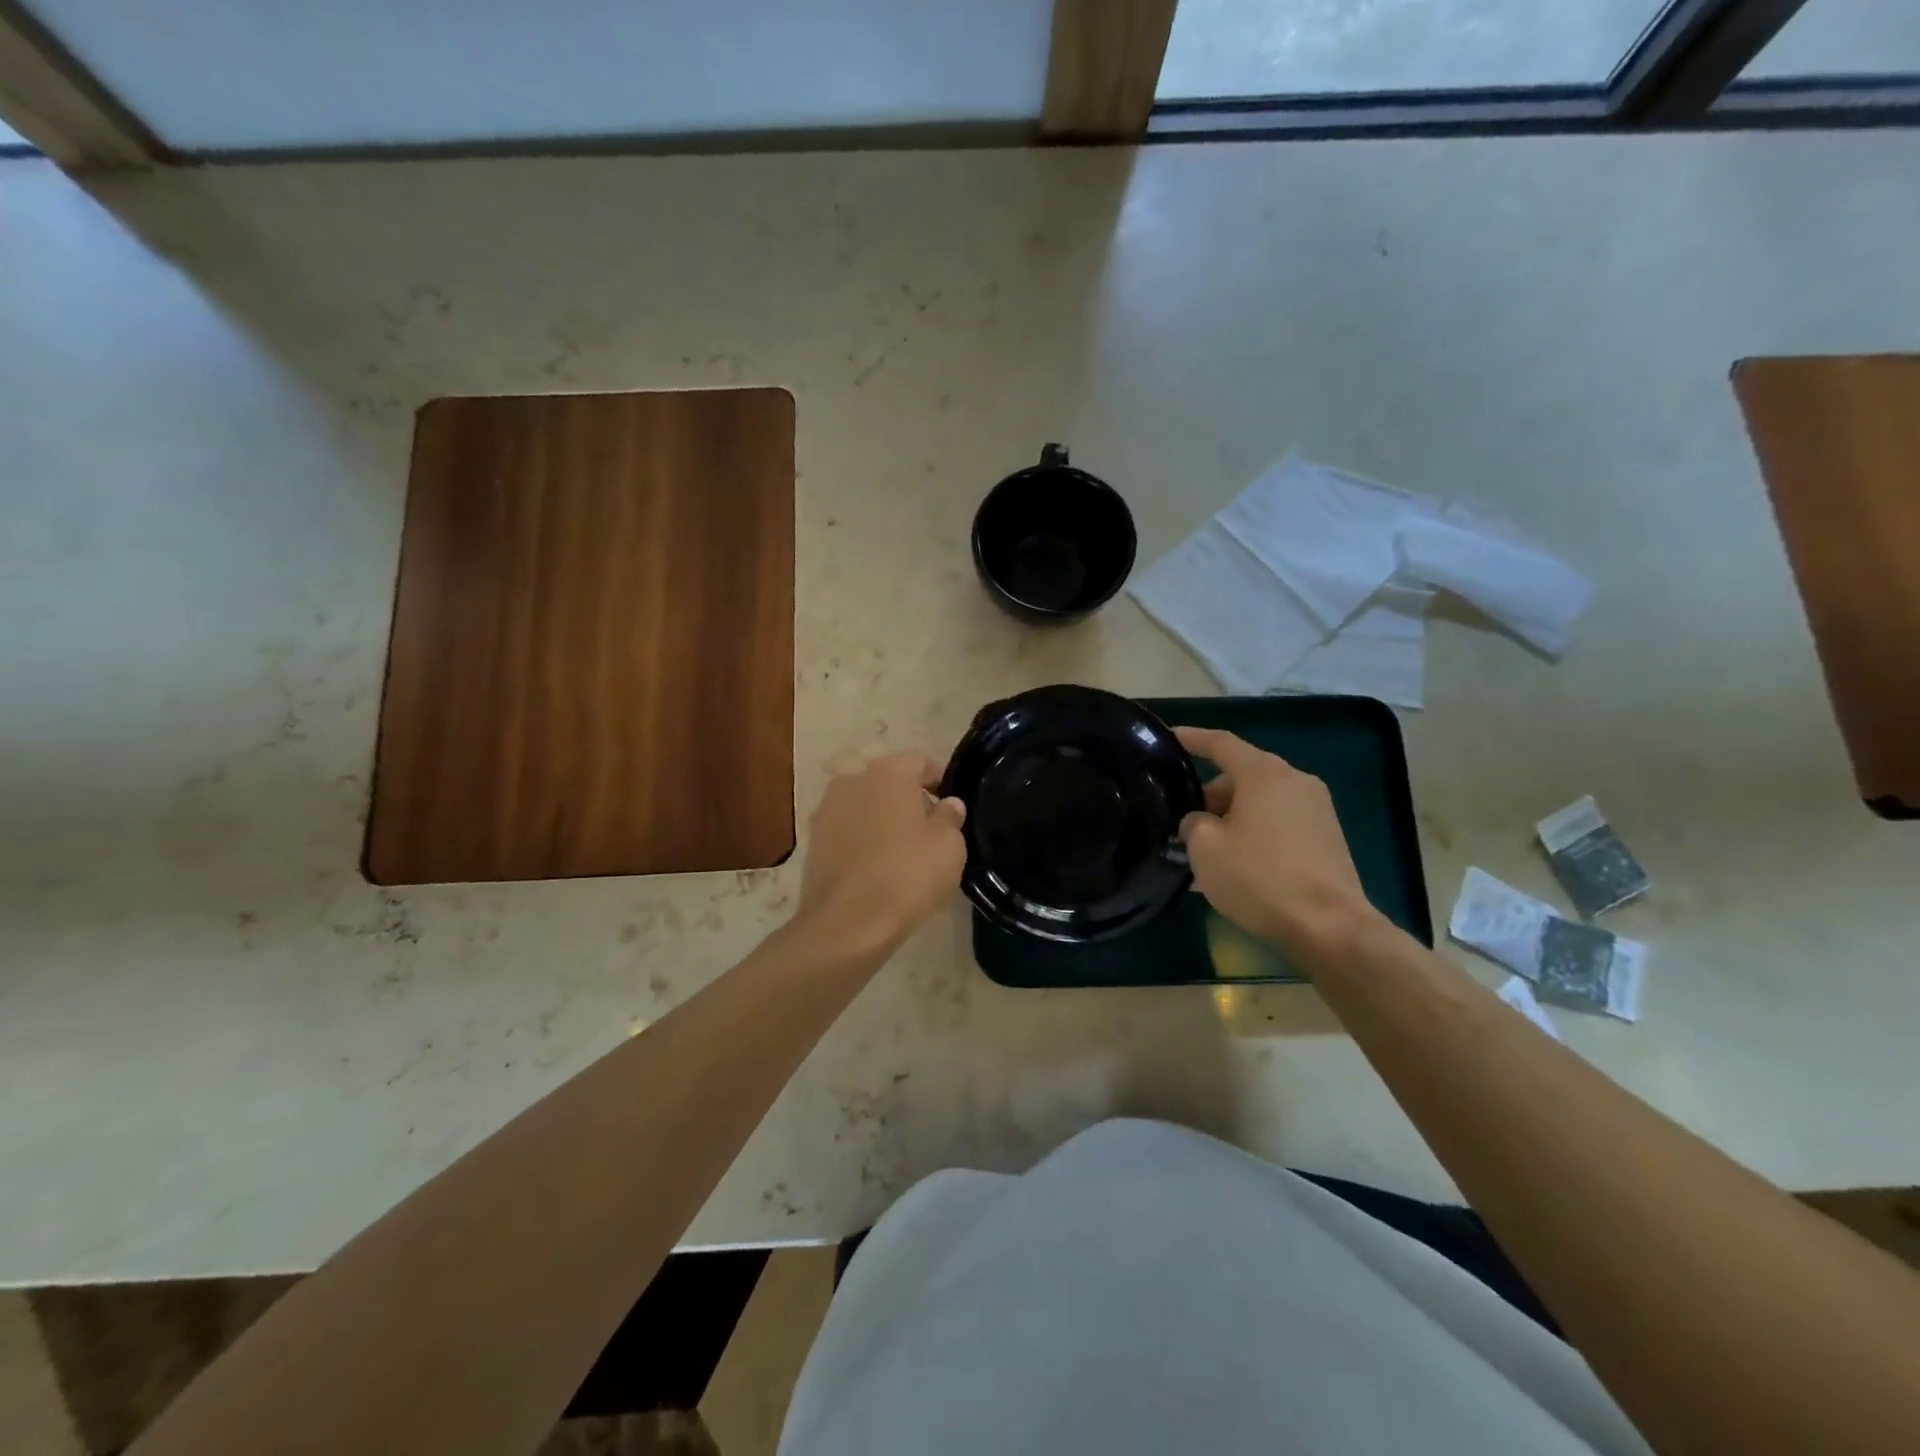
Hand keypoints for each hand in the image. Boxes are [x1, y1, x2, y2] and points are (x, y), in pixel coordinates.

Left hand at [795, 752, 966, 957]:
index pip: (921, 762)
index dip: (940, 780)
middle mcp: (852, 781)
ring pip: (865, 806)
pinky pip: (847, 831)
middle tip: (930, 831)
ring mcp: (826, 810)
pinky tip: (877, 867)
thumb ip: (950, 817)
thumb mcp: (949, 846)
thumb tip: (947, 804)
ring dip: (883, 820)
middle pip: (889, 782)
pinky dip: (863, 840)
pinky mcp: (813, 841)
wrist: (847, 924)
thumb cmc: (908, 875)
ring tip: (903, 852)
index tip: (952, 806)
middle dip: (909, 800)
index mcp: (888, 772)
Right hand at [1175, 726, 1382, 963]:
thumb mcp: (1205, 848)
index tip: (1171, 736)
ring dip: (1231, 821)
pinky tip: (1234, 868)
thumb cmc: (1259, 877)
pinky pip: (1278, 825)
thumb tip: (1199, 822)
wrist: (1329, 927)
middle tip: (1182, 823)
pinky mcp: (1327, 839)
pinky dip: (1254, 836)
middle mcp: (1295, 781)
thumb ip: (1192, 823)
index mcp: (1264, 773)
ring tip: (1203, 854)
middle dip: (1209, 796)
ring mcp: (1317, 810)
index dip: (1193, 738)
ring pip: (1260, 804)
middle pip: (1241, 777)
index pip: (1221, 744)